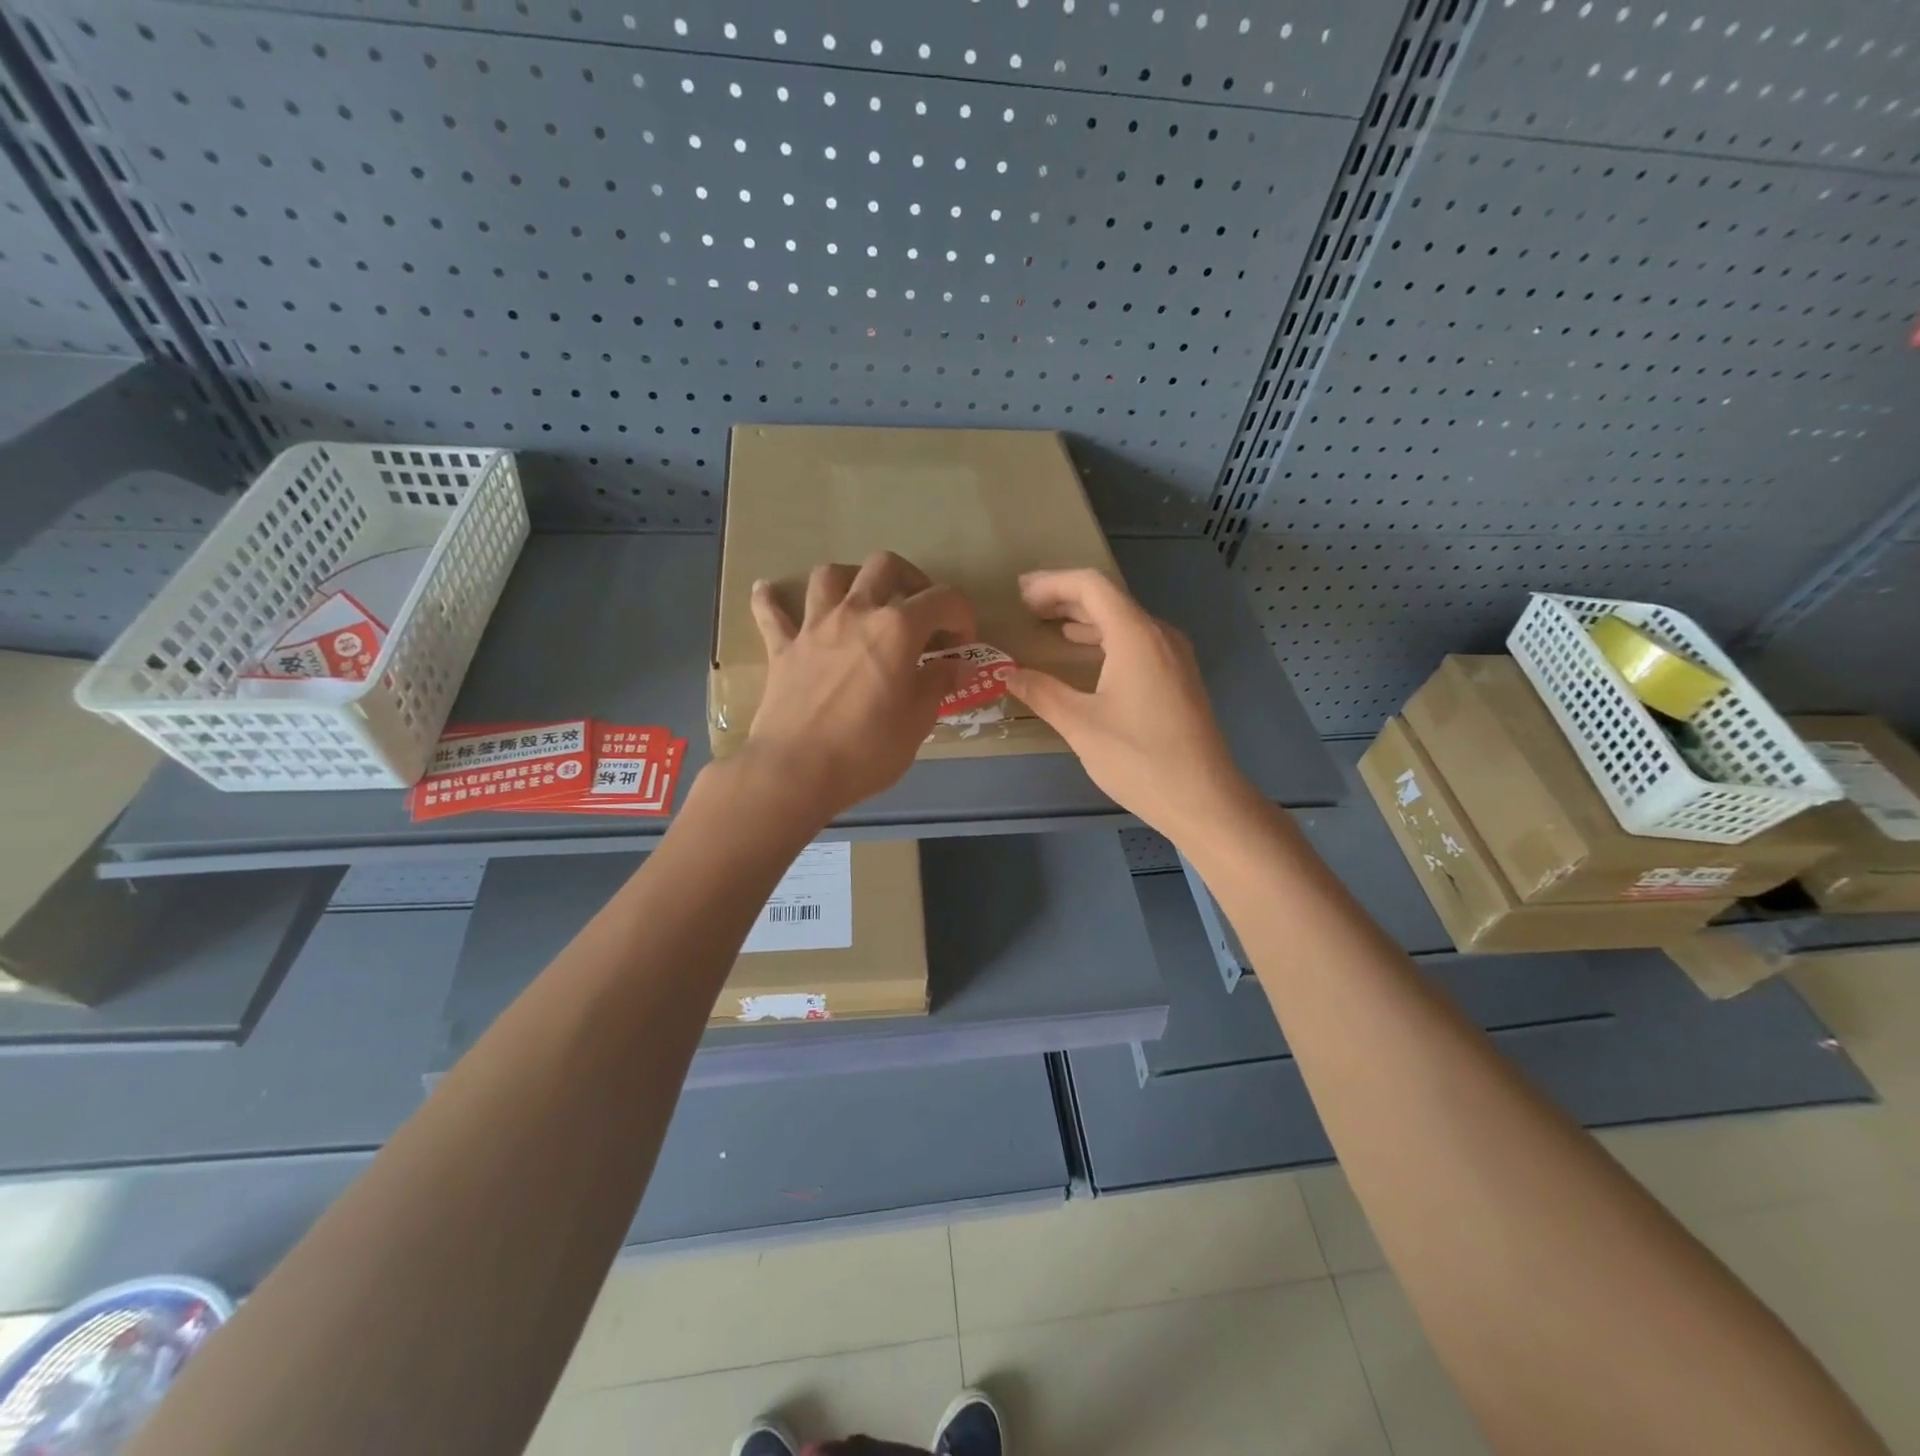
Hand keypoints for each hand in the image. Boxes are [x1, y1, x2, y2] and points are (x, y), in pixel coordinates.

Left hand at [739, 552, 976, 820]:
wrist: (797, 771)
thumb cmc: (868, 749)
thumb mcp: (918, 721)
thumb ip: (938, 684)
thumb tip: (957, 666)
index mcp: (898, 629)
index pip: (944, 599)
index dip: (962, 616)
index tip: (961, 646)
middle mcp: (856, 613)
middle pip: (885, 566)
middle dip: (910, 579)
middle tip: (918, 611)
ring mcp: (814, 627)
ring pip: (830, 575)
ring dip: (850, 579)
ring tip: (860, 601)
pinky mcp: (782, 648)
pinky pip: (771, 612)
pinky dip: (771, 597)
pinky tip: (769, 590)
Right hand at [1003, 568, 1255, 841]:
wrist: (1203, 798)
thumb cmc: (1139, 758)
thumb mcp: (1081, 725)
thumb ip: (1042, 693)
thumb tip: (1007, 674)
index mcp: (1136, 636)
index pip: (1091, 586)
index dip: (1052, 583)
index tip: (1020, 594)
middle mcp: (1159, 635)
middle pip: (1109, 598)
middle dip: (1065, 597)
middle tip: (1027, 606)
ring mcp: (1174, 656)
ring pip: (1124, 620)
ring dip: (1085, 618)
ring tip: (1048, 625)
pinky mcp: (1178, 677)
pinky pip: (1137, 641)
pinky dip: (1104, 638)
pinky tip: (1085, 655)